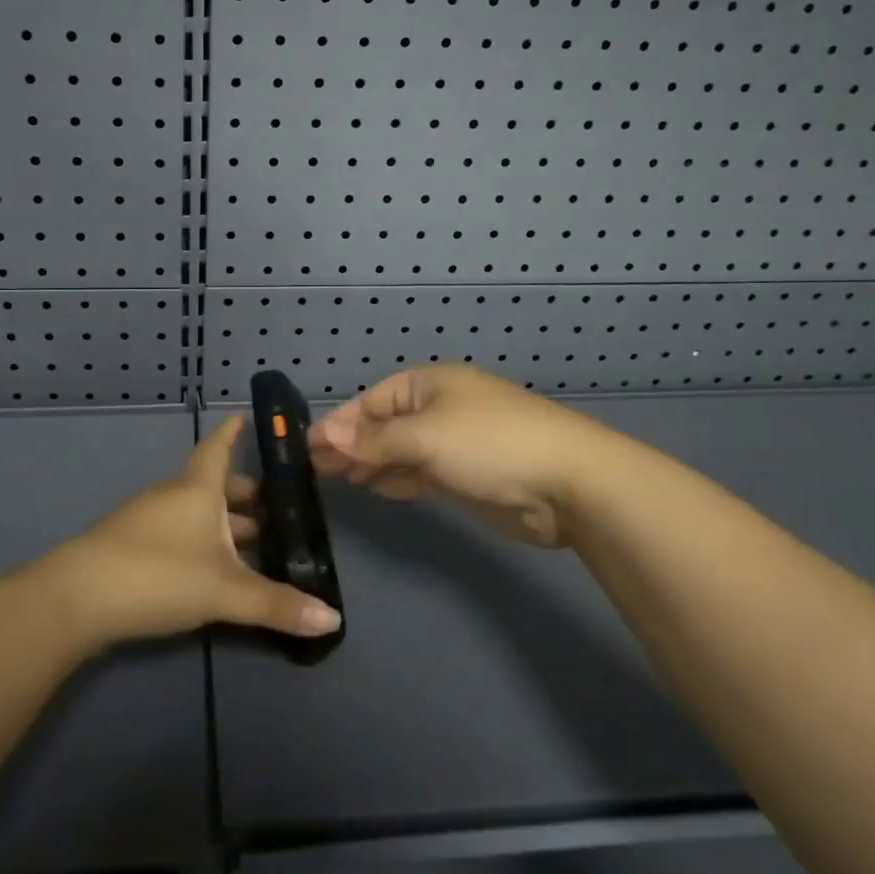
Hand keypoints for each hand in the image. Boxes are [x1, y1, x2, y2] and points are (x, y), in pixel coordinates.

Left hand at [42, 415, 343, 646]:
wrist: (76, 597)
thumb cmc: (159, 574)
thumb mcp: (224, 592)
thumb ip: (276, 605)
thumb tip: (334, 619)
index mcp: (198, 489)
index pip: (219, 448)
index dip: (233, 433)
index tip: (247, 417)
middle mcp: (174, 495)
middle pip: (213, 484)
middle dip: (244, 494)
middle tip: (277, 507)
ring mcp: (148, 518)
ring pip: (195, 510)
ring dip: (224, 521)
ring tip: (254, 541)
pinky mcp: (131, 544)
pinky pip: (178, 530)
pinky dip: (201, 539)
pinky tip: (211, 566)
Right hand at [309, 366, 652, 547]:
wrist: (569, 483)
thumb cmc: (489, 444)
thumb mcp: (424, 437)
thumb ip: (374, 441)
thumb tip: (325, 436)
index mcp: (427, 384)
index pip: (370, 401)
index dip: (337, 424)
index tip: (304, 447)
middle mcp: (437, 408)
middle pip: (382, 426)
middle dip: (350, 445)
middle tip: (313, 470)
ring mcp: (453, 443)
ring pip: (399, 451)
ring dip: (369, 464)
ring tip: (335, 480)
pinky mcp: (466, 476)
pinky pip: (419, 473)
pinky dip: (396, 479)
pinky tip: (374, 488)